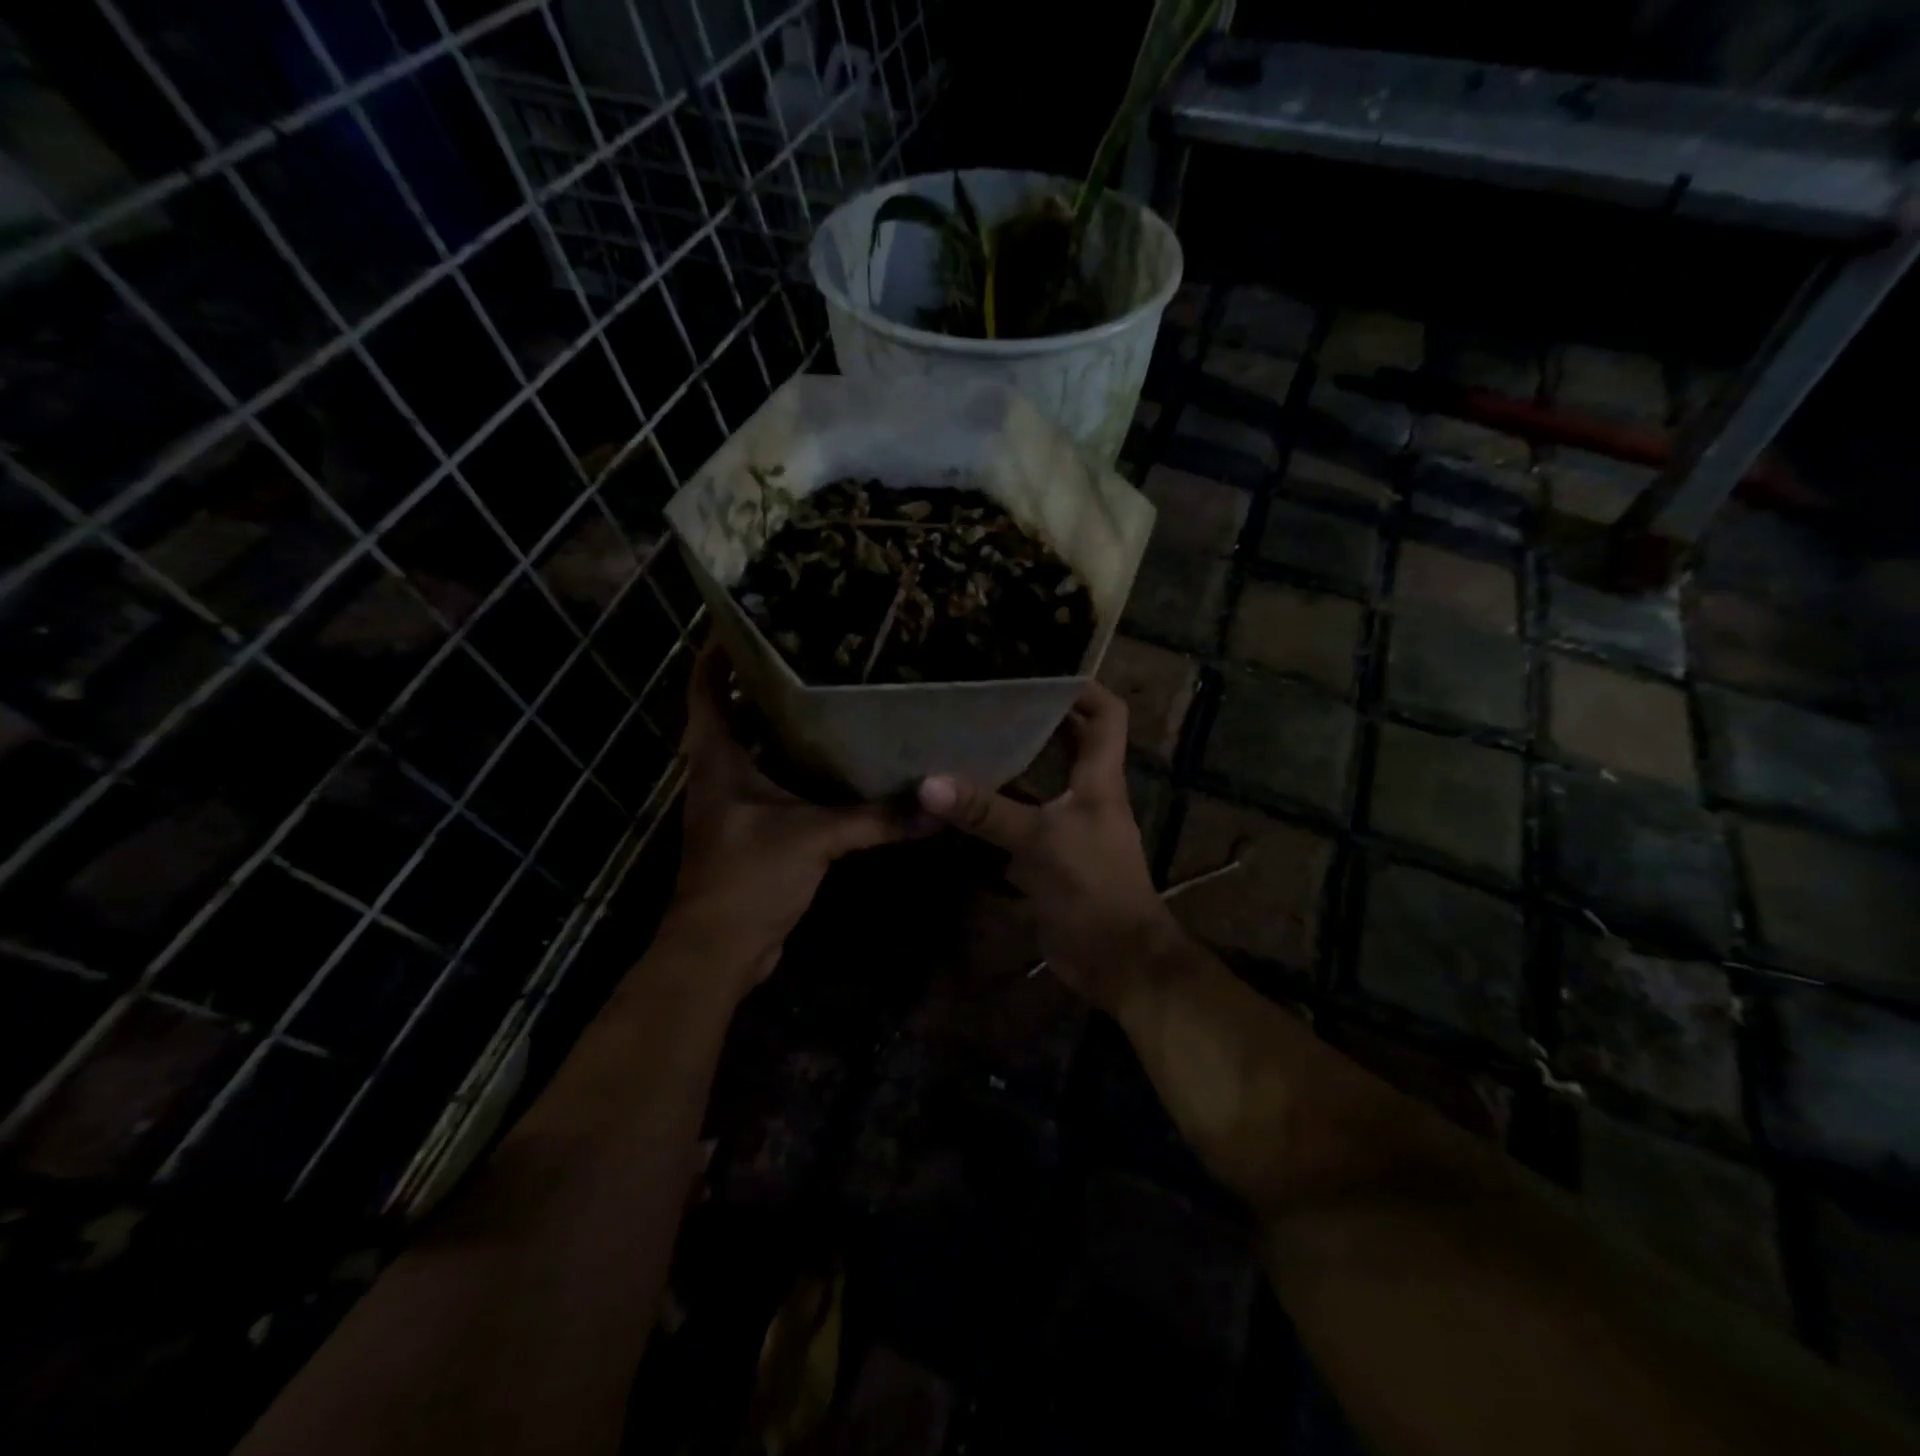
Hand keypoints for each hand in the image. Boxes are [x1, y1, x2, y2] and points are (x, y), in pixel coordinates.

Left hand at [666, 642, 914, 991]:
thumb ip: (876, 818)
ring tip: (829, 695)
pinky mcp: (755, 831)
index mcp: (717, 760)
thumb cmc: (748, 877)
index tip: (744, 620)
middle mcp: (719, 774)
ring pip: (757, 750)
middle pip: (733, 713)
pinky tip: (837, 762)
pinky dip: (800, 768)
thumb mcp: (815, 837)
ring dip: (783, 725)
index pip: (707, 690)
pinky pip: (777, 784)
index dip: (717, 653)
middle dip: (761, 682)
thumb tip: (936, 804)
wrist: (720, 950)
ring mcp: (735, 804)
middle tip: (808, 652)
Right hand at [917, 683, 1179, 1010]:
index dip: (1080, 688)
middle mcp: (1087, 795)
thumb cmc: (1093, 888)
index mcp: (1100, 779)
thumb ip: (986, 812)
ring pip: (1040, 782)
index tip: (1038, 673)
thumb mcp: (1039, 842)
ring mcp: (1069, 827)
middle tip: (988, 703)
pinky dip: (996, 809)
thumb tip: (928, 782)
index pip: (1106, 715)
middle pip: (1069, 742)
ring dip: (1010, 764)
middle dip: (1036, 720)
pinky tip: (961, 802)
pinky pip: (1021, 821)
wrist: (1117, 960)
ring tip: (966, 742)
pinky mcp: (1050, 857)